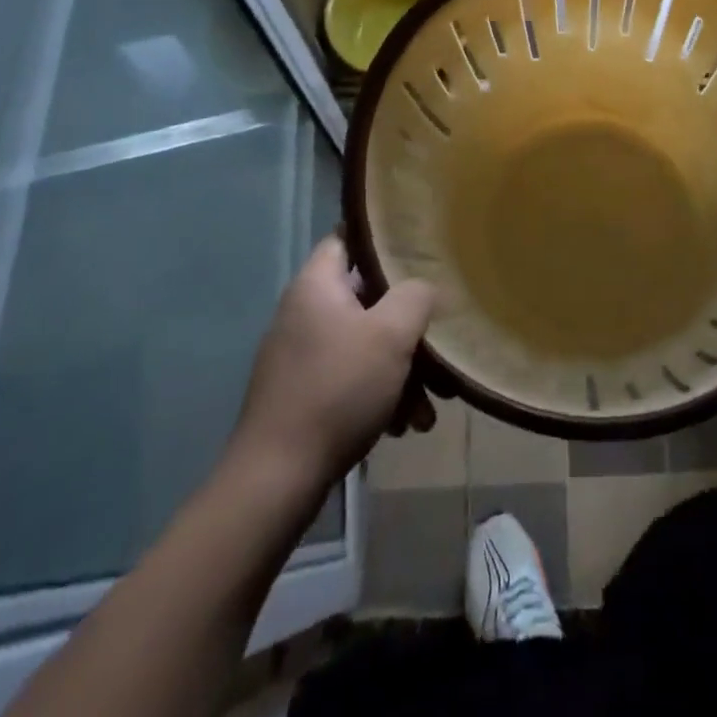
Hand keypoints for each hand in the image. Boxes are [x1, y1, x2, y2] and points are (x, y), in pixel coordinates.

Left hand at [226, 235, 435, 493]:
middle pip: (367, 299)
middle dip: (408, 325)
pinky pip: (351, 378)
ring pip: (365, 344)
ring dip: (401, 369)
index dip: (382, 239)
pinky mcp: (303, 394)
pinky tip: (404, 426)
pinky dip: (379, 395)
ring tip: (430, 407)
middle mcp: (304, 313)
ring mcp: (301, 356)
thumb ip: (415, 296)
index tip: (419, 249)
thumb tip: (424, 288)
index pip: (347, 238)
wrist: (276, 479)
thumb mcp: (390, 335)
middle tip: (440, 345)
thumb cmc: (337, 390)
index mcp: (316, 285)